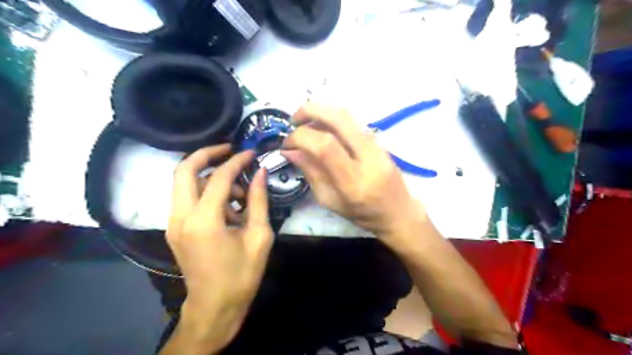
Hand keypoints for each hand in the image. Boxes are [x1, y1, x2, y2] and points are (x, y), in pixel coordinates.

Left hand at [164, 144, 270, 352]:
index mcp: (204, 220)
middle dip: (206, 154)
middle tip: (229, 150)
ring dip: (209, 178)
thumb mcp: (259, 236)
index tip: (251, 153)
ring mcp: (173, 223)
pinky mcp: (174, 229)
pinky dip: (205, 192)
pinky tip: (228, 208)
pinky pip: (187, 198)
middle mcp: (181, 217)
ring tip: (238, 194)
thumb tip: (260, 173)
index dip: (237, 161)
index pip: (218, 177)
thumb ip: (258, 201)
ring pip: (184, 183)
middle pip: (183, 169)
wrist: (214, 306)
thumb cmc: (242, 274)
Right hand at [282, 103, 426, 240]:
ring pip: (346, 115)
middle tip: (293, 120)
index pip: (325, 146)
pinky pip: (351, 122)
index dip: (301, 137)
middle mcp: (367, 158)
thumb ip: (311, 173)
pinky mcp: (379, 140)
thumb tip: (290, 150)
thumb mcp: (330, 201)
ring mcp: (376, 146)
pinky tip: (321, 128)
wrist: (398, 212)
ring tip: (303, 122)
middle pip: (338, 118)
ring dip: (320, 111)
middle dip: (309, 111)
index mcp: (354, 182)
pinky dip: (331, 118)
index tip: (286, 143)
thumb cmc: (363, 214)